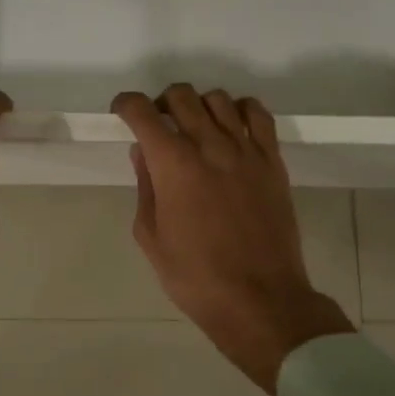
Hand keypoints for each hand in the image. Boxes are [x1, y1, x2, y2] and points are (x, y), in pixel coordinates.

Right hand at [114, 86, 354, 394]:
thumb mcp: (151, 236)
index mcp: (173, 164)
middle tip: (158, 125)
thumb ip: (145, 186)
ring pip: (218, 99)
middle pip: (181, 96)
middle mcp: (209, 145)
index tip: (122, 112)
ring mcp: (246, 150)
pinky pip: (258, 115)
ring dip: (199, 105)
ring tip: (195, 129)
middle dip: (161, 103)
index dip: (126, 104)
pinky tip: (232, 129)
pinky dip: (240, 110)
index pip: (142, 112)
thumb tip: (143, 152)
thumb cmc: (195, 277)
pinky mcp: (272, 161)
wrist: (260, 299)